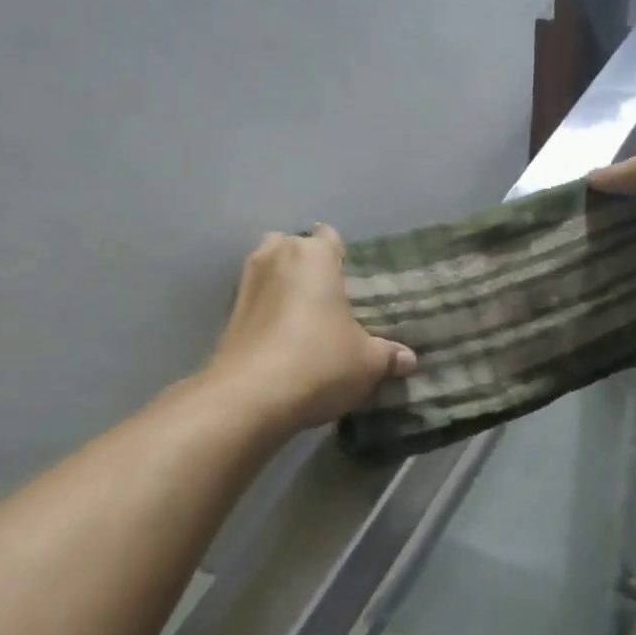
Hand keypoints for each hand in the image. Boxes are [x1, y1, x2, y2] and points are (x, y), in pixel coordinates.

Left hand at [207, 227, 415, 433]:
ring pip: (270, 272)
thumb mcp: (367, 363)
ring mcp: (246, 284)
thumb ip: (388, 355)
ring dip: (284, 288)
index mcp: (314, 256)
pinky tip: (283, 341)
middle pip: (293, 248)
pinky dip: (267, 313)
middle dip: (308, 267)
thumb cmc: (319, 362)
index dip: (342, 256)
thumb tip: (408, 359)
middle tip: (330, 299)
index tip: (353, 282)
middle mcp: (275, 257)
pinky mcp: (227, 314)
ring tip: (306, 320)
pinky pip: (256, 301)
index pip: (329, 236)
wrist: (249, 398)